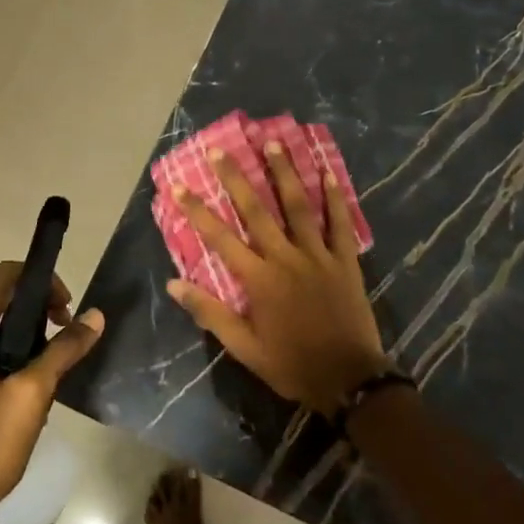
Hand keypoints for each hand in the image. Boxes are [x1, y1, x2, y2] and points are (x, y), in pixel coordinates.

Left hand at [0, 262, 104, 523]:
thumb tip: (96, 315)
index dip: (42, 282)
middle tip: (67, 338)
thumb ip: (64, 348)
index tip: (67, 311)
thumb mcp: (33, 392)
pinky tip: (33, 386)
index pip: (5, 277)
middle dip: (38, 310)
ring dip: (28, 335)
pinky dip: (12, 354)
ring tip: (54, 366)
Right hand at [167, 142, 387, 414]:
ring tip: (273, 143)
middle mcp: (286, 258)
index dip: (198, 210)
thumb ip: (210, 312)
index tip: (179, 186)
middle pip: (257, 210)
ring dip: (284, 173)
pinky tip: (328, 173)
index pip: (220, 237)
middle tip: (221, 149)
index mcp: (259, 279)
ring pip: (298, 206)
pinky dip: (334, 198)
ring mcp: (318, 256)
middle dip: (236, 177)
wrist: (349, 380)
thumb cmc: (291, 365)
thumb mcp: (244, 347)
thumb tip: (174, 283)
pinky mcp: (345, 261)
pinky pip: (339, 224)